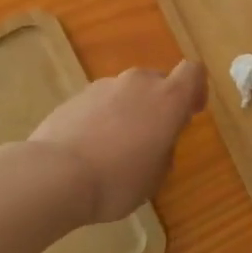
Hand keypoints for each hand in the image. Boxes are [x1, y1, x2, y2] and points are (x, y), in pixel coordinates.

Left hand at [29, 61, 205, 225]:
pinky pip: (100, 103)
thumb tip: (157, 138)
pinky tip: (90, 148)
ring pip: (127, 92)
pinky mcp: (76, 96)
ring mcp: (104, 86)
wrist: (55, 175)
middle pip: (157, 81)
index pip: (193, 72)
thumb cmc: (118, 180)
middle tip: (151, 137)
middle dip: (158, 104)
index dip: (195, 88)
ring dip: (129, 111)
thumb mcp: (155, 176)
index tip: (190, 112)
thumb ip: (165, 148)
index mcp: (168, 98)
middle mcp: (139, 82)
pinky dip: (102, 118)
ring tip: (115, 148)